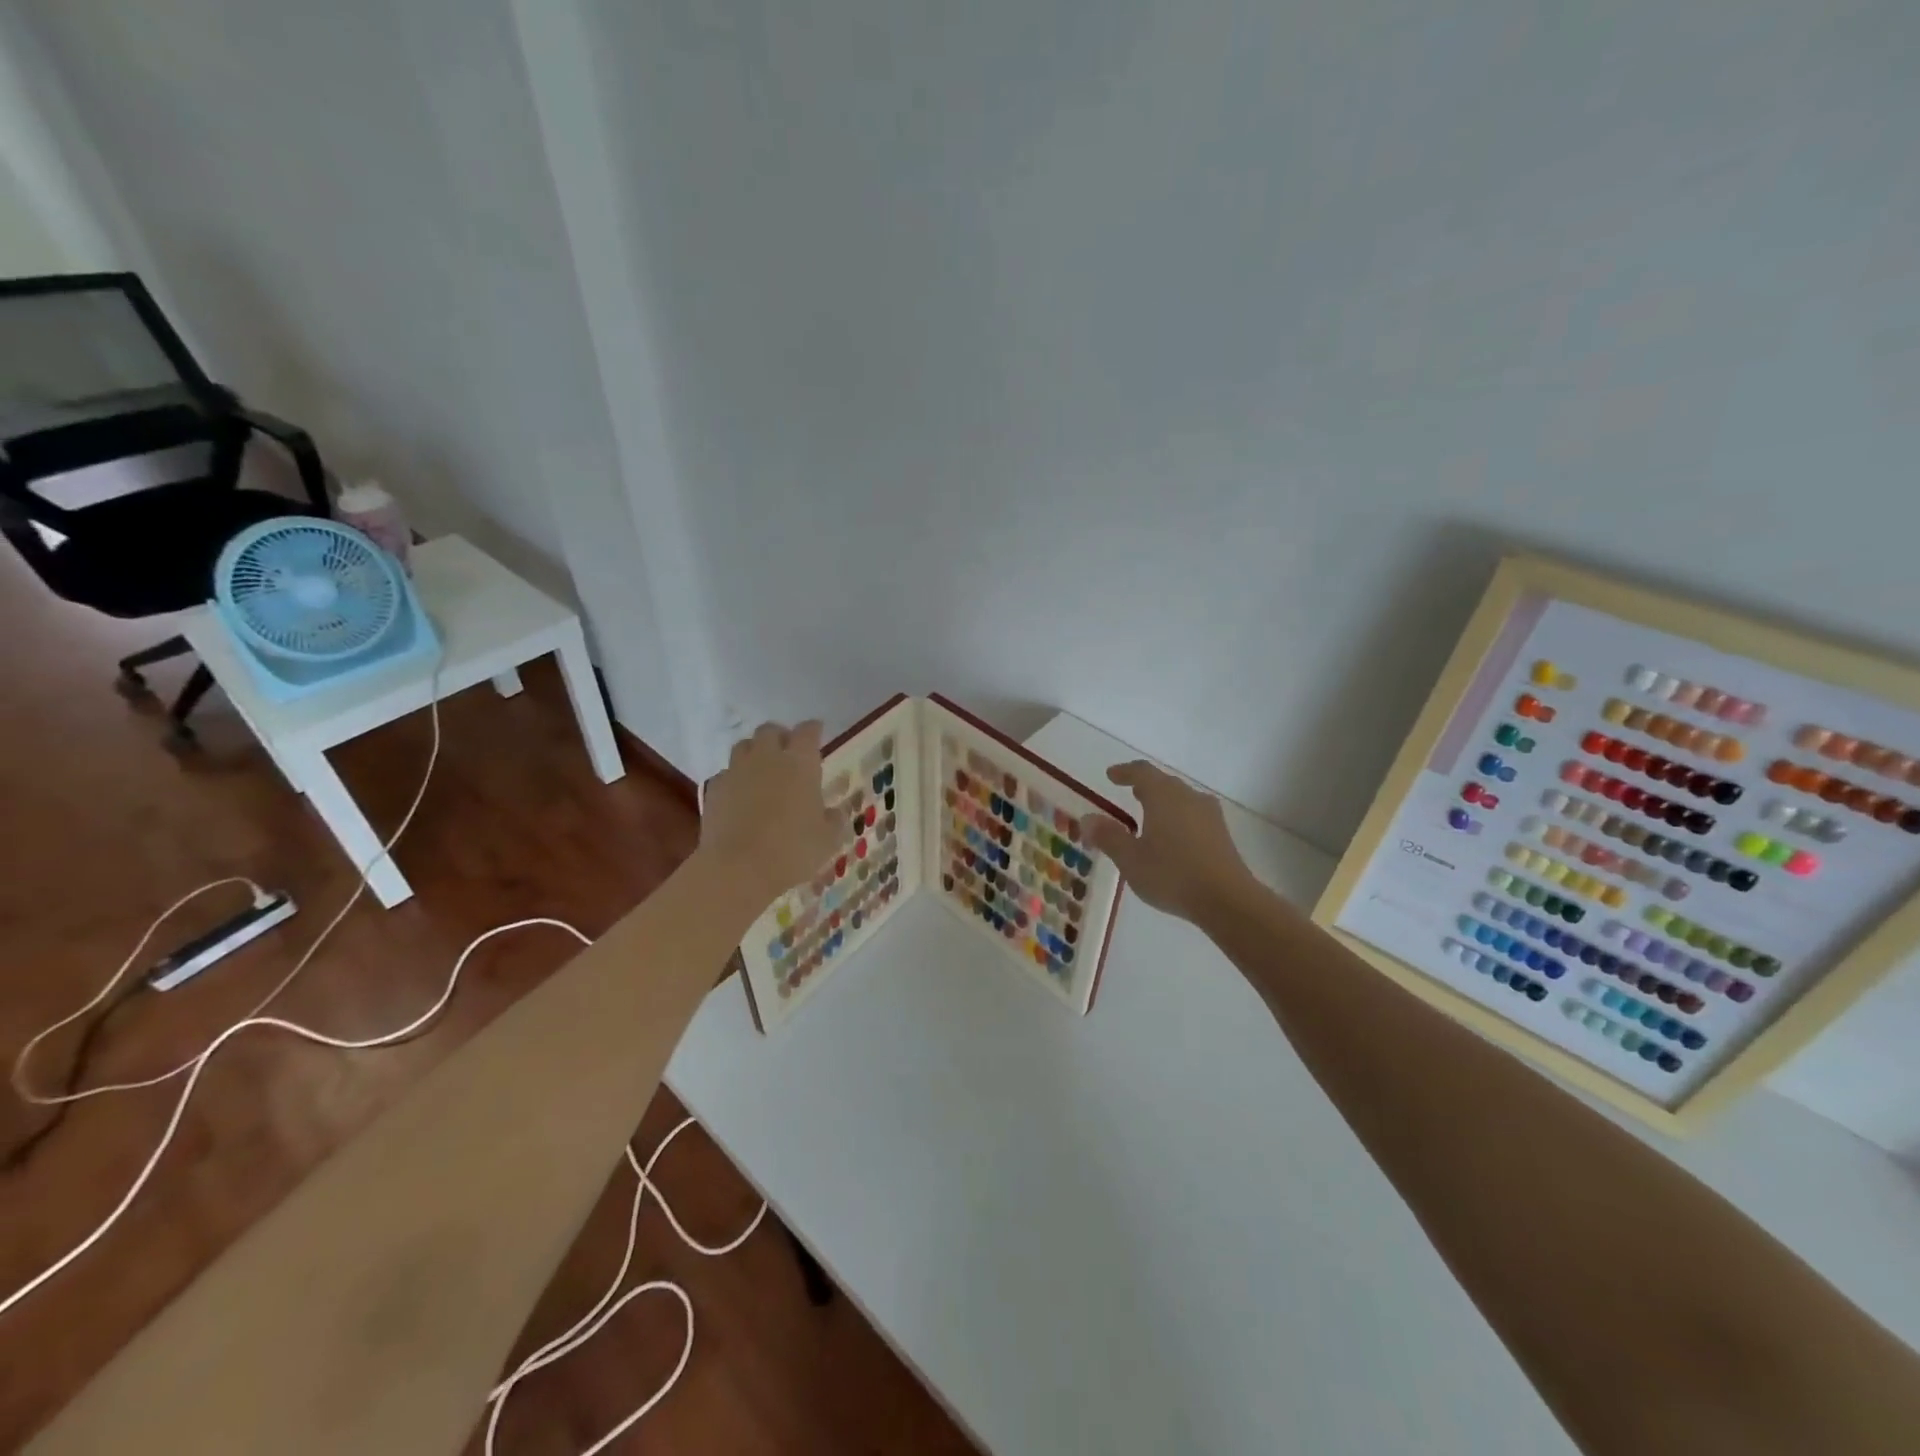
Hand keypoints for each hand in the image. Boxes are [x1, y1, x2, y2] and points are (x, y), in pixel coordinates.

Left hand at [699, 721, 840, 904]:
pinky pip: (726, 773)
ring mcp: (736, 771)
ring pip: (744, 746)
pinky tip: (739, 795)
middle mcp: (767, 757)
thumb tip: (833, 813)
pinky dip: (734, 778)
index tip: (817, 733)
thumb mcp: (827, 839)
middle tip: (788, 752)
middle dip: (780, 736)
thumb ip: (833, 820)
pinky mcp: (714, 789)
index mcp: (800, 763)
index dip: (813, 730)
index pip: (808, 731)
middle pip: (770, 731)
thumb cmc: (792, 850)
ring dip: (754, 752)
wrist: (737, 868)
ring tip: (762, 770)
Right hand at [1083, 761, 1259, 923]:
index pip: (1142, 772)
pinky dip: (1177, 818)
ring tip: (1149, 816)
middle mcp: (1189, 797)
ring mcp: (1209, 815)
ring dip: (1163, 803)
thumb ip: (1108, 836)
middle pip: (1164, 783)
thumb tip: (1087, 818)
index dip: (1125, 772)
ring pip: (1181, 799)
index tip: (1111, 775)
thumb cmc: (1172, 874)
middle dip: (1145, 786)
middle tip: (1130, 792)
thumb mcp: (1130, 859)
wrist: (1227, 900)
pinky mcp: (1221, 835)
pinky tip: (1172, 839)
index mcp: (1164, 796)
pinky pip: (1193, 816)